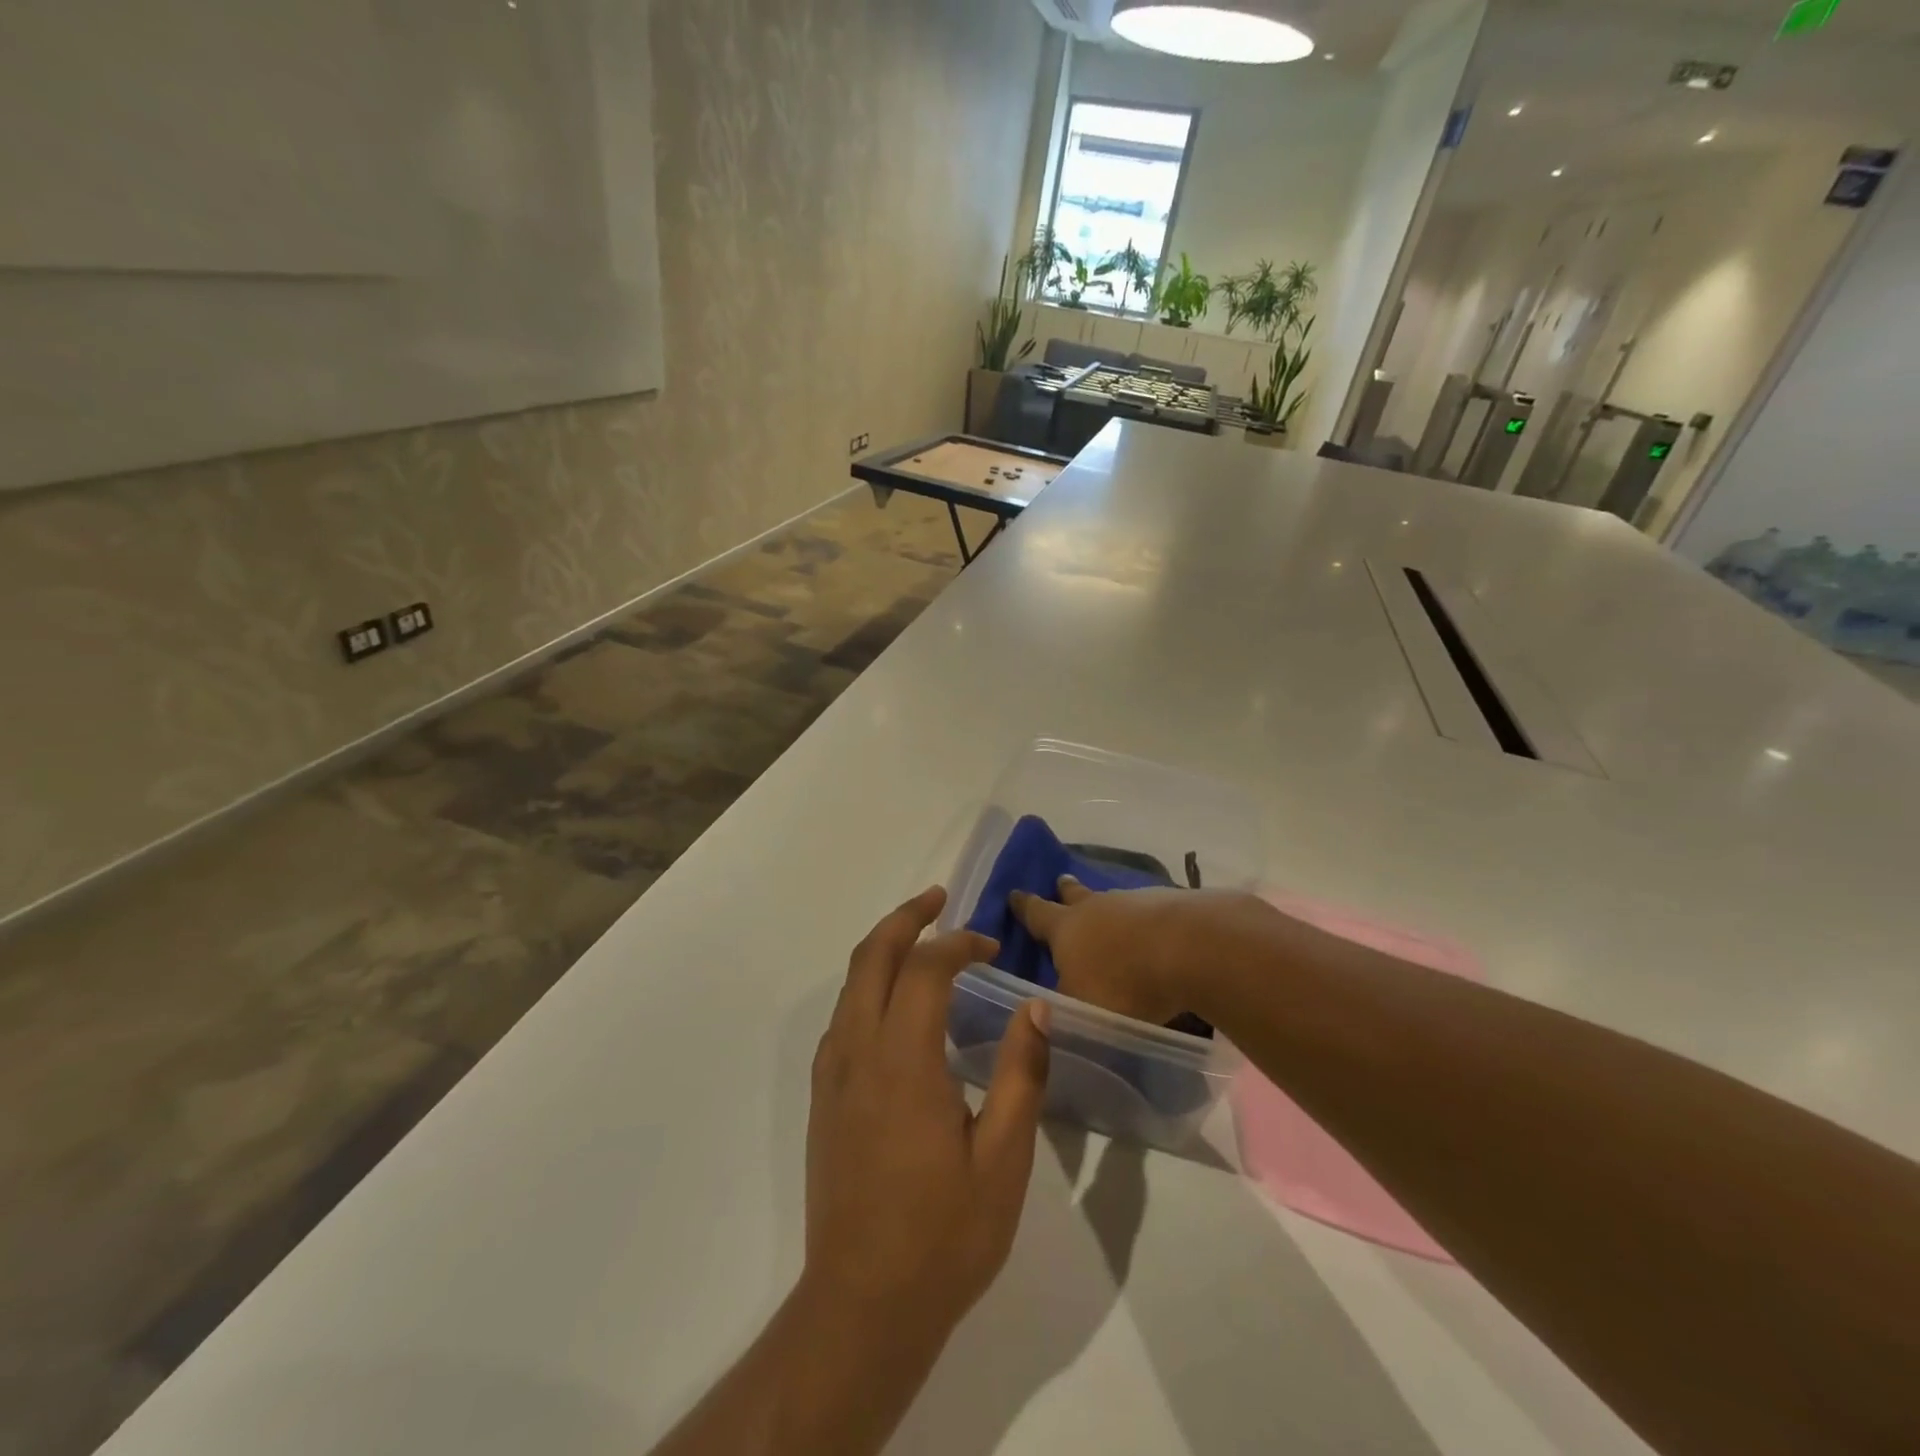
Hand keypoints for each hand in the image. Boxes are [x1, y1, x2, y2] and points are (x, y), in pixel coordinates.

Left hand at [806, 886, 1050, 1344]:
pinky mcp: (824, 1097)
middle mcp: (858, 1052)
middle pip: (872, 956)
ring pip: (851, 982)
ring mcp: (833, 1074)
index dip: (958, 944)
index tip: (990, 948)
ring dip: (884, 946)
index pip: (925, 968)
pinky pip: (843, 1016)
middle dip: (905, 916)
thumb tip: (1035, 1008)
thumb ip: (1022, 1074)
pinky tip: (897, 1005)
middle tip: (940, 898)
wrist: (862, 1307)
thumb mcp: (1003, 1159)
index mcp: (903, 1061)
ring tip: (921, 938)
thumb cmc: (943, 1236)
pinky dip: (869, 985)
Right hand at [1010, 877, 1266, 1024]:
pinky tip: (1153, 935)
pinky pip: (1149, 911)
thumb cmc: (1124, 983)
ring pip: (1114, 902)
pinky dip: (1145, 922)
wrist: (1191, 948)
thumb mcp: (1082, 1009)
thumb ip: (1064, 1008)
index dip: (1024, 906)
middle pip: (1076, 895)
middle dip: (1066, 891)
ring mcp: (1136, 902)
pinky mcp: (1172, 906)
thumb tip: (1048, 1008)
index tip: (1014, 894)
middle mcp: (1097, 907)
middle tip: (1061, 881)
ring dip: (1109, 909)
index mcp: (1066, 928)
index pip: (1036, 913)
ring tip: (1110, 918)